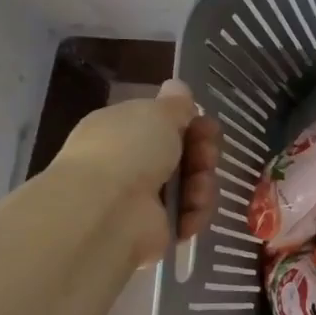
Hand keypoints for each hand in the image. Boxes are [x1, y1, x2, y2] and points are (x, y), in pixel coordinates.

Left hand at [52, 80, 221, 262]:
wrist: (108, 210)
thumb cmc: (129, 150)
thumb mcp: (157, 113)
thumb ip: (175, 104)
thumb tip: (178, 86)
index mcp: (123, 130)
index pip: (164, 124)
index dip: (191, 124)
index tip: (207, 125)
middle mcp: (131, 163)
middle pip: (184, 155)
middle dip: (203, 154)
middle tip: (206, 157)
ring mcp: (143, 198)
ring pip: (192, 185)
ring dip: (202, 184)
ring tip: (196, 190)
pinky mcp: (157, 228)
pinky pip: (190, 215)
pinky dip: (195, 212)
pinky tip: (191, 211)